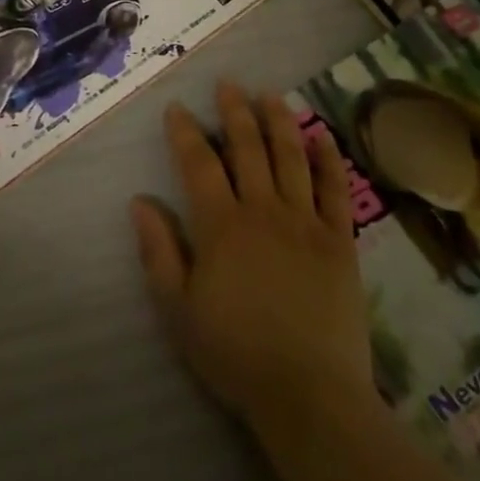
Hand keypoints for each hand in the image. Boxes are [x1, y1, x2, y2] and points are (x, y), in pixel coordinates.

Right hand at [131, 83, 375, 438]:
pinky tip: (321, 136)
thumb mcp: (179, 309)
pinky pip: (335, 190)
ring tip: (270, 94)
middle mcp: (263, 210)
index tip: (177, 107)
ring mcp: (305, 222)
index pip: (199, 163)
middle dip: (235, 111)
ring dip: (279, 121)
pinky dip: (328, 159)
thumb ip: (159, 251)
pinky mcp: (340, 241)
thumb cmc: (235, 354)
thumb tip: (140, 201)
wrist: (309, 396)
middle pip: (247, 148)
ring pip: (291, 157)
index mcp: (221, 225)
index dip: (185, 132)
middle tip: (228, 83)